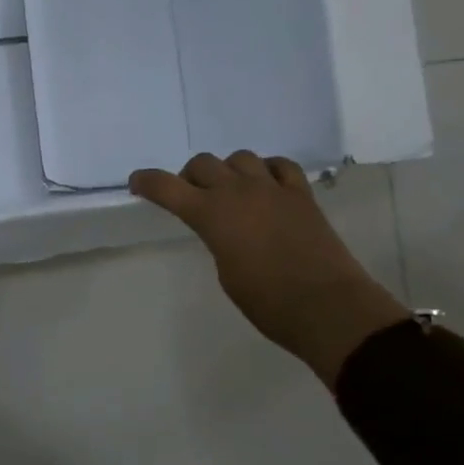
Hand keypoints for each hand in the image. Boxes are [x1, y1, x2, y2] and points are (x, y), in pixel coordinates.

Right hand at [129, 152, 408, 387]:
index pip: (167, 187)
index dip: (147, 181)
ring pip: (240, 158)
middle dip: (190, 176)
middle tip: (191, 195)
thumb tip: (225, 228)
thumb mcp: (225, 272)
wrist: (326, 306)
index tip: (137, 183)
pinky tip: (267, 184)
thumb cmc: (266, 301)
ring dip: (229, 170)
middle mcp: (238, 192)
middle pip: (203, 163)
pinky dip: (268, 170)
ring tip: (232, 190)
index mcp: (211, 214)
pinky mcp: (301, 194)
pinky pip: (280, 165)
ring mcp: (273, 188)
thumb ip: (217, 239)